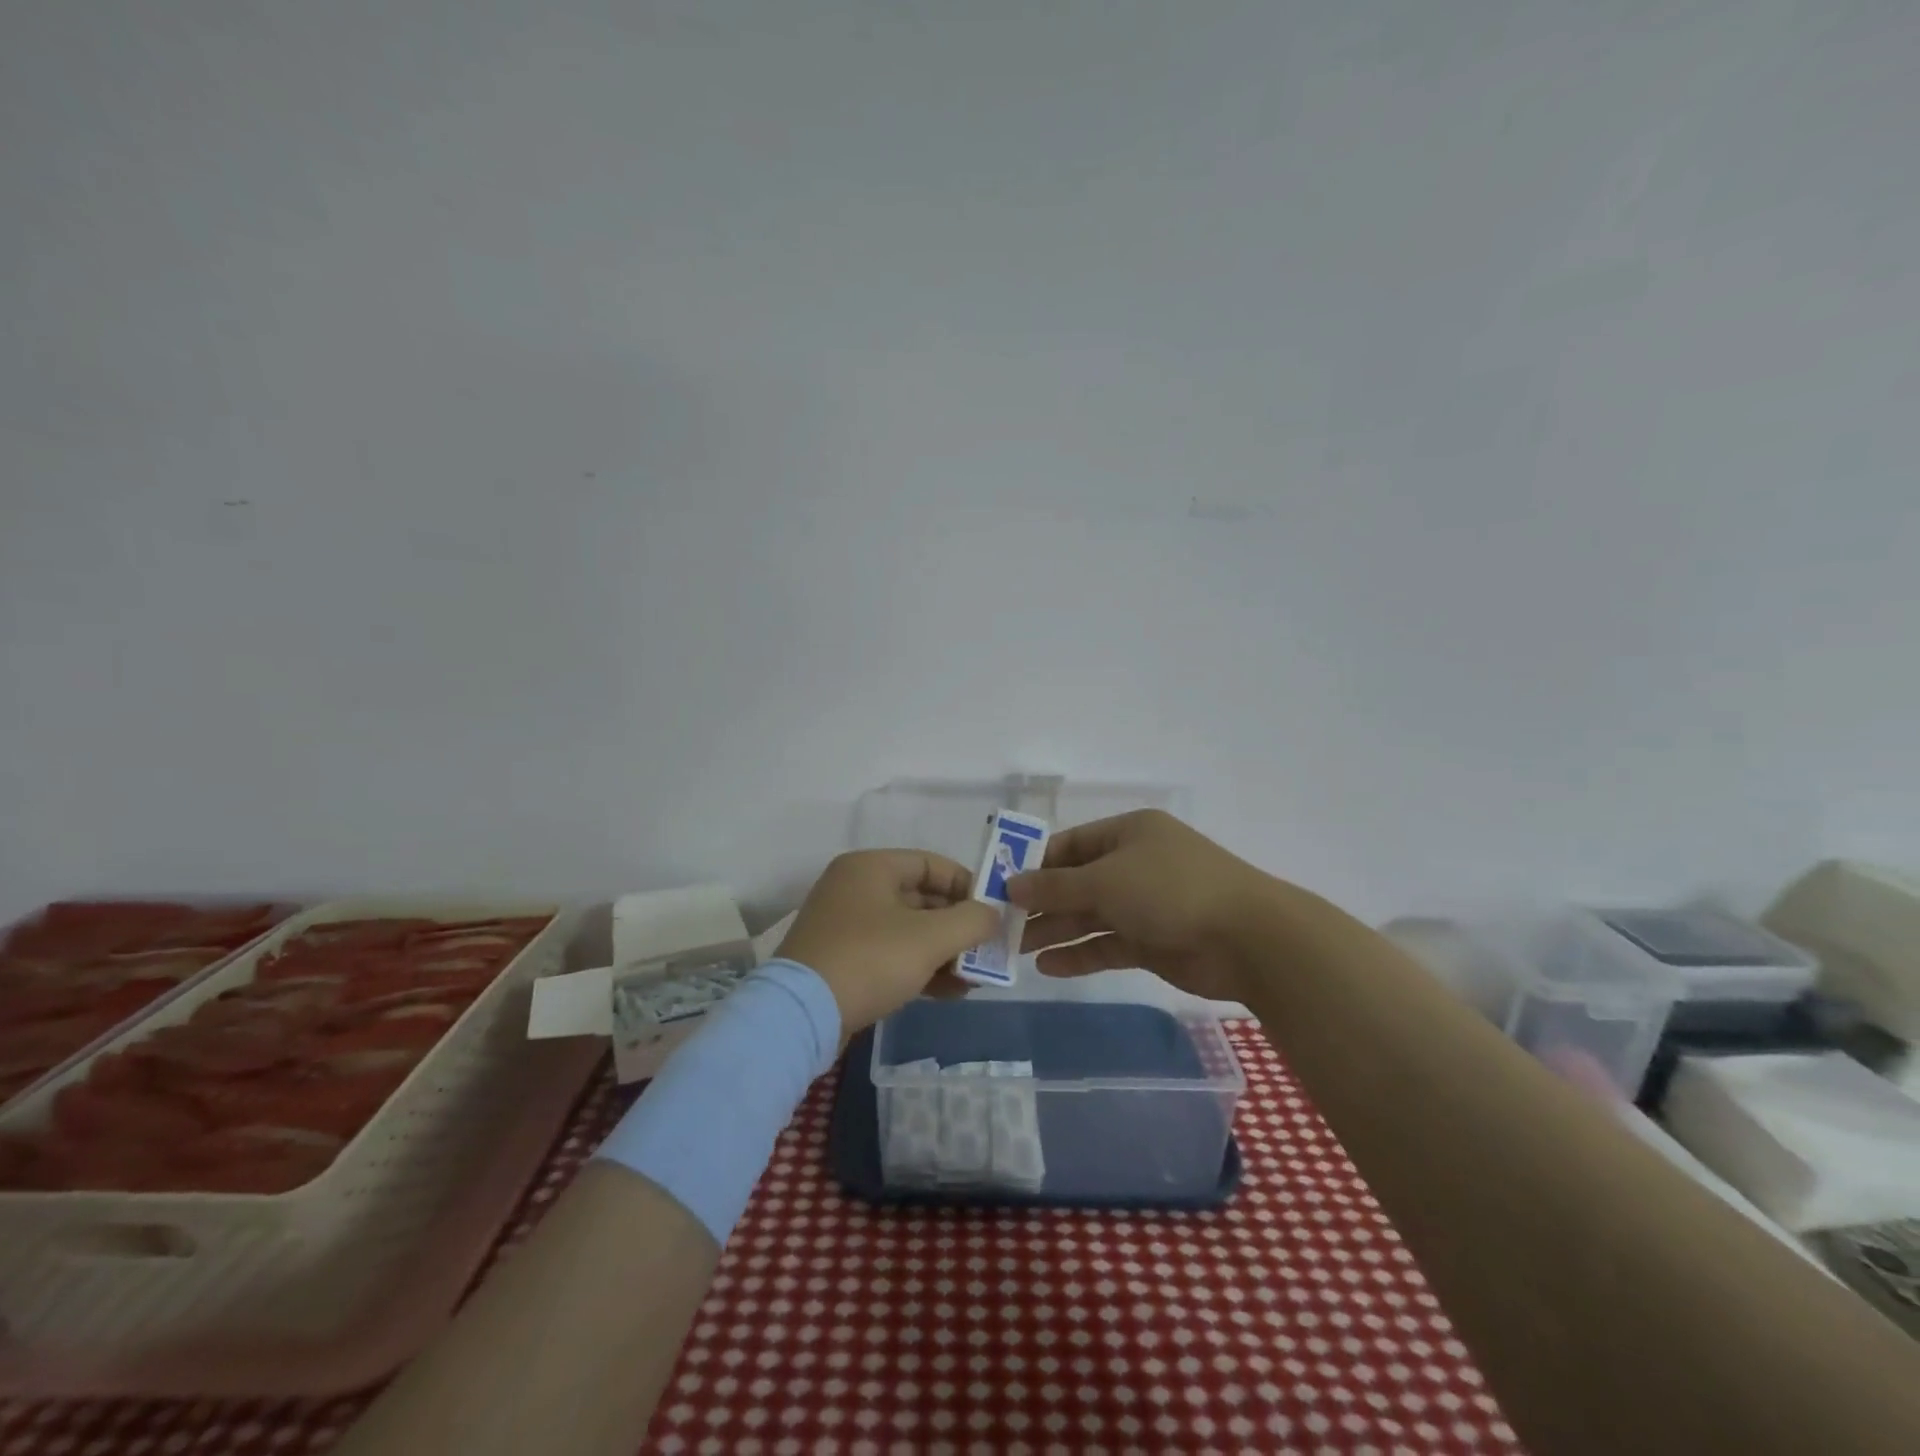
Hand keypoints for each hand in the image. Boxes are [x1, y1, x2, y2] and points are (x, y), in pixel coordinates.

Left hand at [777, 850, 999, 1037]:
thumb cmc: (870, 960)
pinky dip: (919, 967)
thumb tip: (992, 915)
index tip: (993, 912)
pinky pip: (890, 954)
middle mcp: (855, 888)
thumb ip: (971, 921)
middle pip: (921, 898)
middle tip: (988, 949)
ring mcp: (845, 925)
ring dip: (943, 951)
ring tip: (974, 977)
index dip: (967, 885)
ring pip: (908, 930)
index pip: (932, 864)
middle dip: (958, 925)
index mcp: (871, 867)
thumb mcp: (930, 938)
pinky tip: (949, 992)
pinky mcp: (841, 959)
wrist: (801, 1016)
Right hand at [1008, 810, 1280, 1002]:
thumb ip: (1055, 885)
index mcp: (1128, 833)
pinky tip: (1048, 966)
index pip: (1071, 844)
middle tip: (1002, 924)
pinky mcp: (1154, 941)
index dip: (1035, 864)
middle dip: (1042, 902)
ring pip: (1090, 915)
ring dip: (1055, 930)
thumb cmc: (1170, 890)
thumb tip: (1011, 884)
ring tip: (1015, 949)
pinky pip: (1108, 944)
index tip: (1001, 886)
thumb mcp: (1105, 881)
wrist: (1248, 939)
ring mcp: (1146, 904)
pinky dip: (1080, 953)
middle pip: (1078, 882)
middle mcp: (1135, 864)